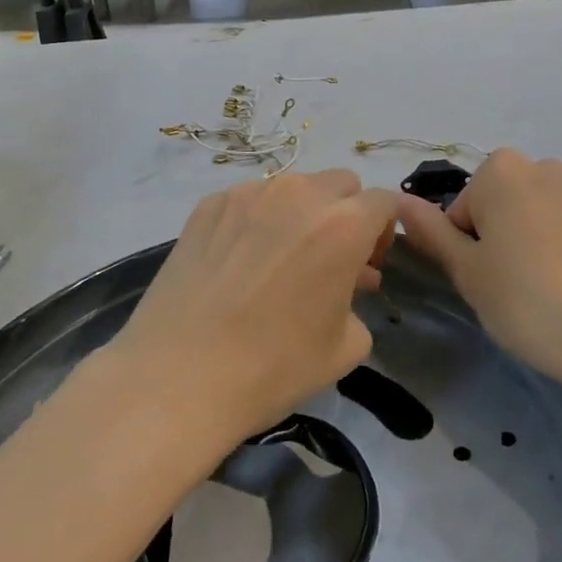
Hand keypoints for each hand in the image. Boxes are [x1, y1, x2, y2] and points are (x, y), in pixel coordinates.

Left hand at [110, 169, 399, 443]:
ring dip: (301, 213)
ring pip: (294, 188)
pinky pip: (251, 199)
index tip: (367, 264)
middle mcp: (300, 193)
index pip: (384, 202)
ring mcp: (250, 193)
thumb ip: (360, 302)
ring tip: (280, 261)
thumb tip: (348, 283)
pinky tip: (238, 263)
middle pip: (341, 184)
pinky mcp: (209, 204)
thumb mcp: (346, 347)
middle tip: (328, 259)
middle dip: (345, 214)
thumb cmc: (272, 367)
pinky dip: (258, 220)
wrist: (177, 377)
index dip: (382, 232)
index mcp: (344, 224)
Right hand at [396, 150, 561, 405]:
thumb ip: (430, 233)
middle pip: (503, 204)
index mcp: (503, 172)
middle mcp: (548, 169)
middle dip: (499, 238)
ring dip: (534, 245)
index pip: (462, 207)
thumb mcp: (468, 273)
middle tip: (506, 288)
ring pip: (542, 217)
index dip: (463, 247)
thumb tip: (398, 201)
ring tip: (545, 296)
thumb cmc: (530, 302)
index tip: (480, 281)